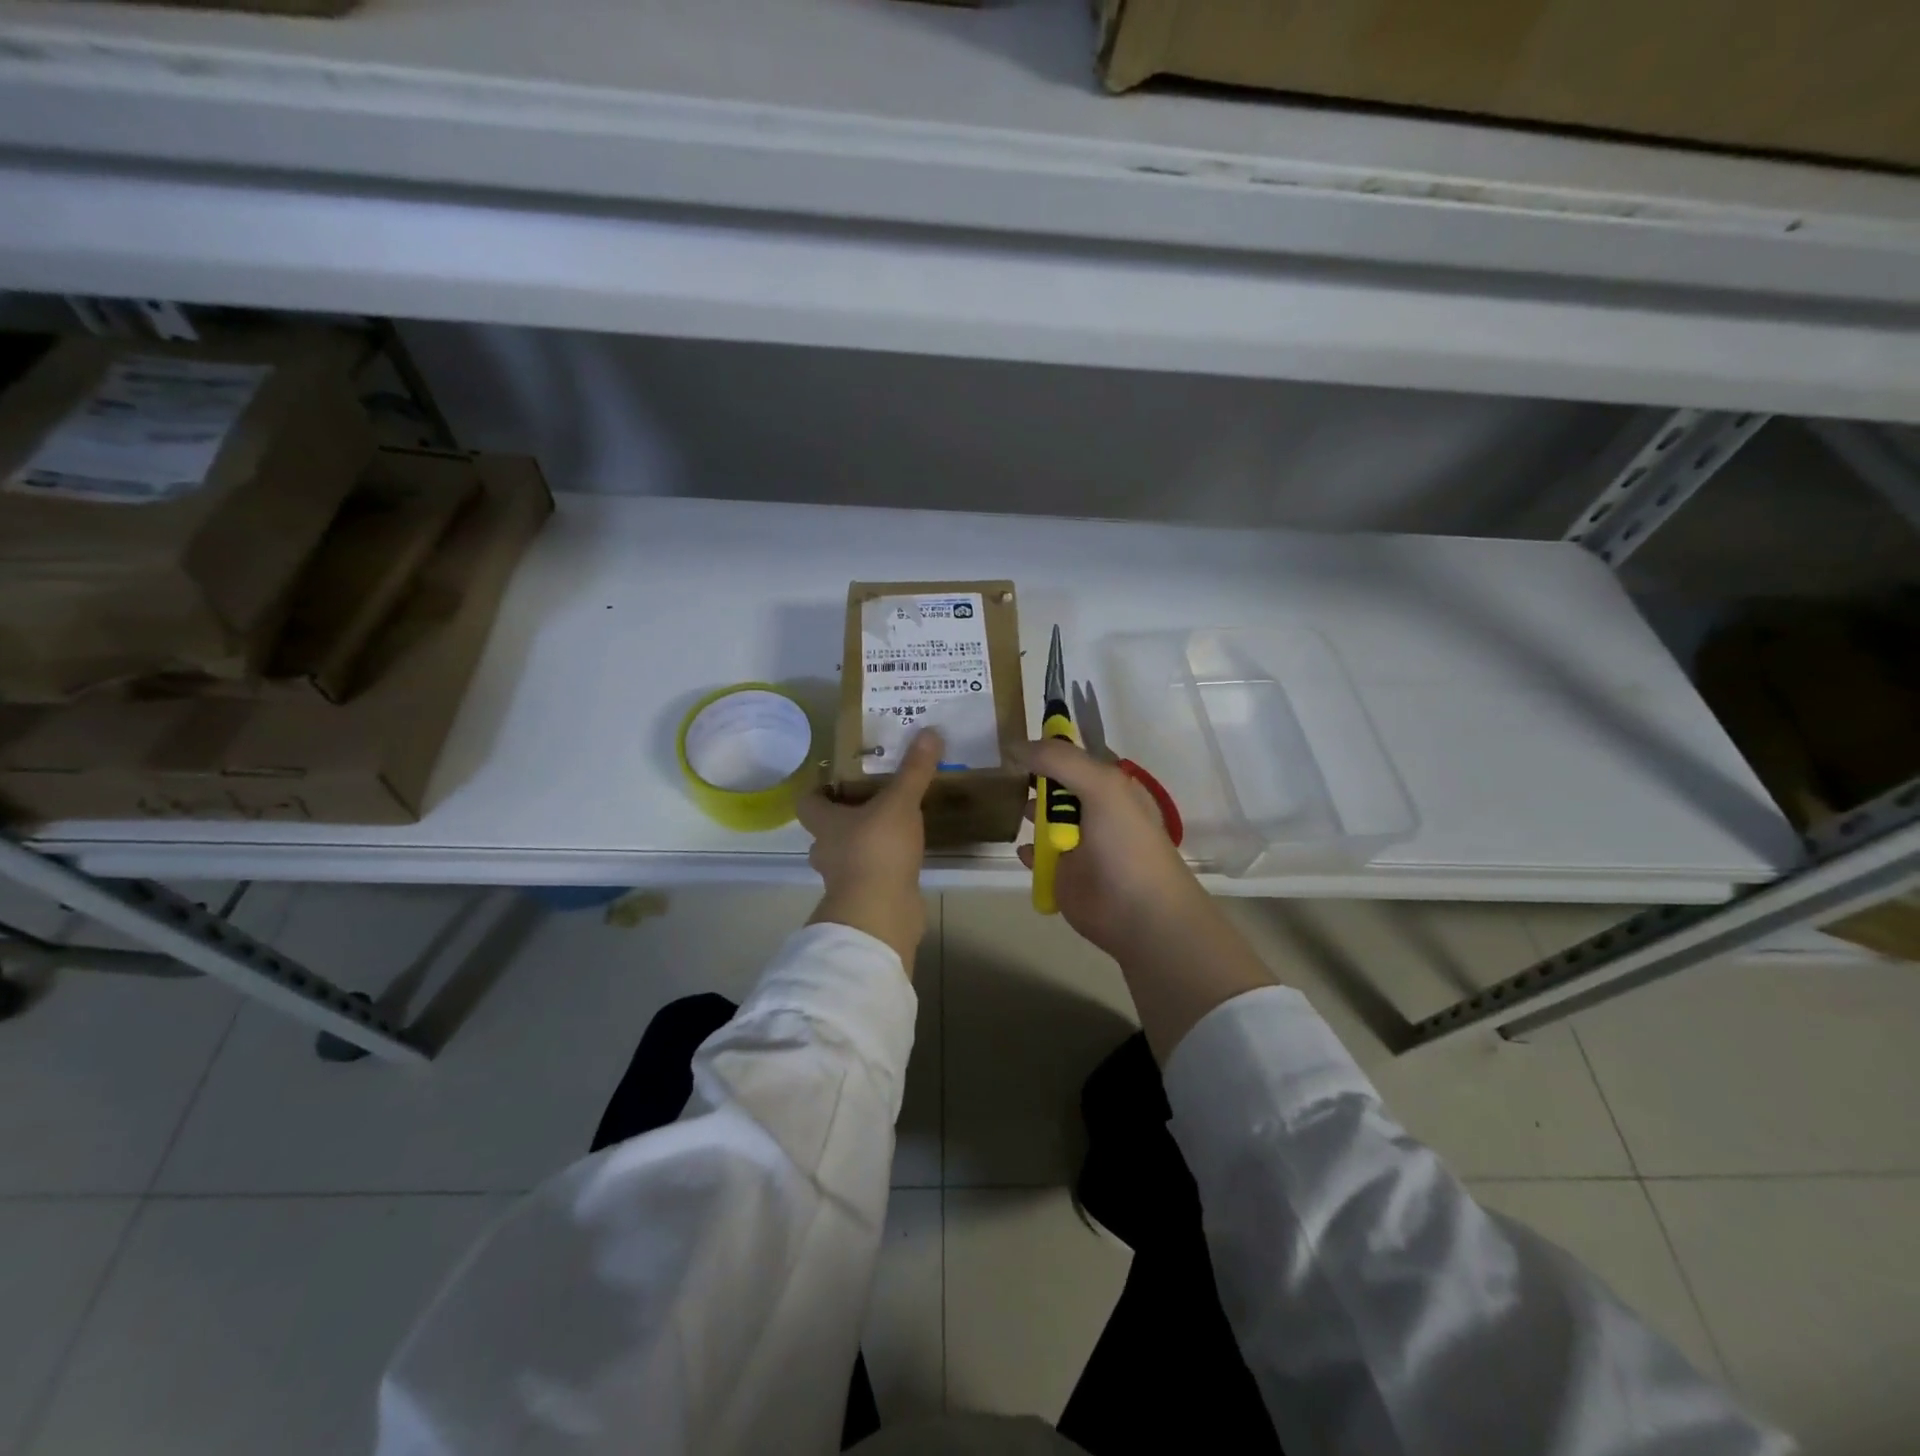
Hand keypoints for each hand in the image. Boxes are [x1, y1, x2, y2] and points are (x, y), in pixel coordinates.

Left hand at [796, 728, 943, 969]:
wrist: (879, 913)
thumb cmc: (878, 850)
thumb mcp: (900, 803)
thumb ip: (914, 770)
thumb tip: (929, 731)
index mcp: (825, 823)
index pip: (807, 802)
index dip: (819, 790)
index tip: (840, 781)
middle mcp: (826, 850)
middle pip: (825, 830)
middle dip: (843, 818)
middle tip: (872, 803)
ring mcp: (842, 879)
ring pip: (846, 855)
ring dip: (862, 845)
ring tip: (892, 830)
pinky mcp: (863, 899)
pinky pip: (868, 877)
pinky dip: (881, 869)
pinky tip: (903, 860)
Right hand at [1016, 738, 1208, 958]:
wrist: (1139, 913)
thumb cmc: (1126, 843)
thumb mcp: (1101, 786)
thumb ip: (1060, 760)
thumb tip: (1016, 745)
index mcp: (1111, 786)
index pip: (1075, 756)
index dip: (1050, 746)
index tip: (1017, 741)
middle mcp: (1094, 810)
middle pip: (1055, 785)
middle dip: (1033, 777)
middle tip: (1003, 772)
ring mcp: (1077, 844)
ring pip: (1043, 818)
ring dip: (1028, 811)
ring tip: (1004, 804)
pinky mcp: (1061, 874)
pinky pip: (1037, 855)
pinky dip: (1028, 851)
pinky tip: (1025, 849)